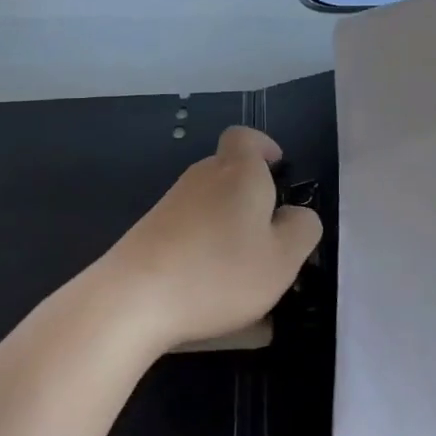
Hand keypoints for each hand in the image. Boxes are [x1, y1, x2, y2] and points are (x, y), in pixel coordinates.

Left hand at [93, 126, 321, 355]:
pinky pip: (190, 231)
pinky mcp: (150, 231)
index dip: (264, 148)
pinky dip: (204, 250)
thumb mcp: (283, 258)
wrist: (133, 298)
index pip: (246, 137)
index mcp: (239, 171)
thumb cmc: (220, 271)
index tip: (277, 170)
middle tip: (270, 237)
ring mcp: (171, 203)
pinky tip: (209, 290)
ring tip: (243, 273)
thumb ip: (302, 229)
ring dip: (228, 228)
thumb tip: (295, 215)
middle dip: (251, 197)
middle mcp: (203, 176)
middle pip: (229, 172)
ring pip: (210, 205)